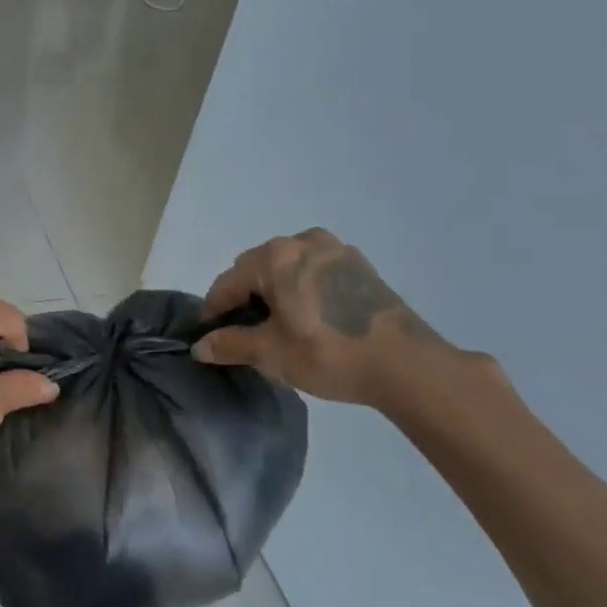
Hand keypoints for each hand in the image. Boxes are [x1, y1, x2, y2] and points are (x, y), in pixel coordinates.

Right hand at [193, 229, 454, 406]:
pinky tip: (308, 317)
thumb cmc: (328, 354)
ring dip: (273, 290)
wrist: (407, 365)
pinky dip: (301, 288)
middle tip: (242, 330)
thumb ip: (230, 344)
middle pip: (257, 267)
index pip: (228, 281)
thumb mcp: (271, 353)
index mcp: (276, 257)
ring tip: (276, 323)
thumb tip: (200, 346)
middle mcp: (303, 241)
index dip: (213, 309)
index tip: (209, 334)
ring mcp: (336, 250)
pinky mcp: (360, 266)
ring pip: (287, 266)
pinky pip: (314, 271)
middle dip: (244, 296)